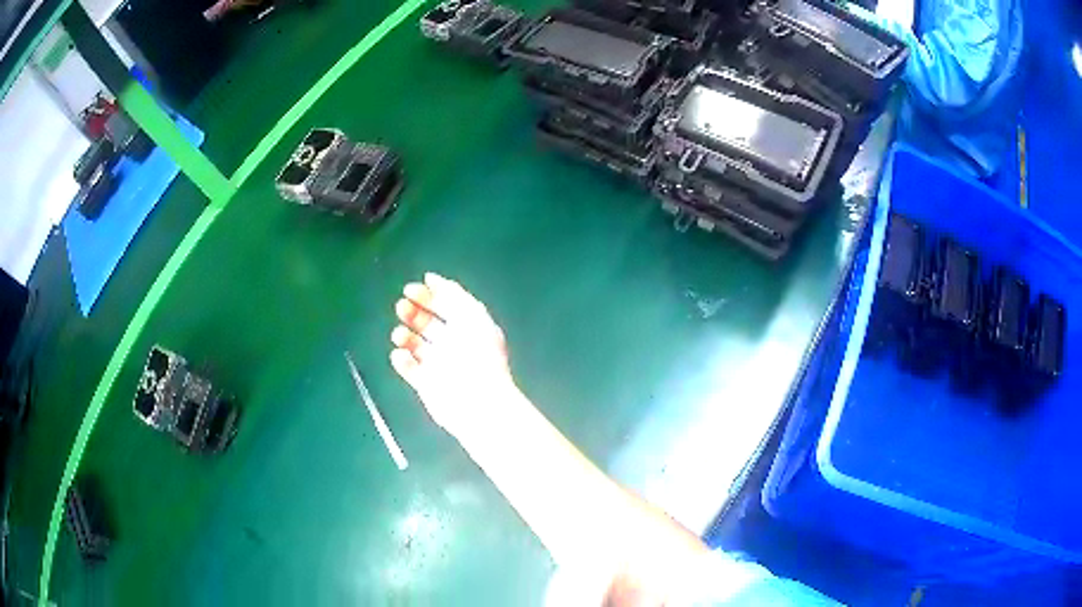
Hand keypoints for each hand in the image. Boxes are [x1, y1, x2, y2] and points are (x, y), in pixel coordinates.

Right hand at [390, 273, 516, 440]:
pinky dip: (401, 360)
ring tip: (400, 335)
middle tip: (402, 307)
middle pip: (428, 323)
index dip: (429, 294)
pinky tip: (401, 355)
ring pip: (415, 344)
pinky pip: (408, 367)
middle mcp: (453, 344)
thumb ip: (453, 294)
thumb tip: (431, 278)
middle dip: (413, 313)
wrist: (477, 400)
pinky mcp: (426, 384)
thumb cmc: (479, 355)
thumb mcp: (472, 316)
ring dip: (404, 335)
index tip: (410, 288)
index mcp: (469, 327)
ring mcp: (439, 364)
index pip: (446, 305)